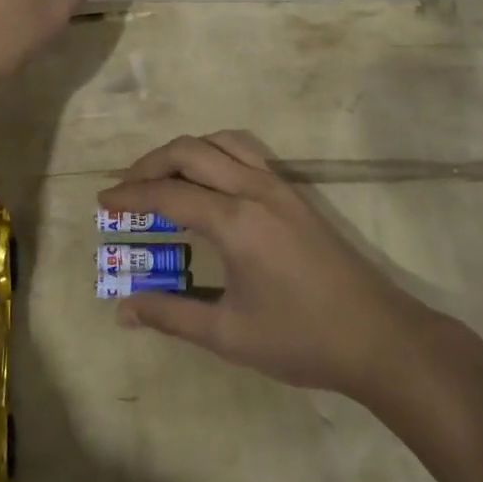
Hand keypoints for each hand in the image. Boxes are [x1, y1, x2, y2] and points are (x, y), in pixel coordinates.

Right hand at [98, 132, 444, 397]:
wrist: (379, 338)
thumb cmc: (302, 339)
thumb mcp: (228, 335)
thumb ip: (171, 316)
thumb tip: (123, 310)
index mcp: (236, 222)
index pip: (169, 193)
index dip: (130, 195)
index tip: (103, 201)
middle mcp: (254, 190)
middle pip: (190, 151)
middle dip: (150, 163)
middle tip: (125, 188)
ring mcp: (279, 186)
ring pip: (221, 141)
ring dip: (185, 151)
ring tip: (163, 177)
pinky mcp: (294, 193)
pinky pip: (246, 151)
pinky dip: (214, 152)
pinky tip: (208, 182)